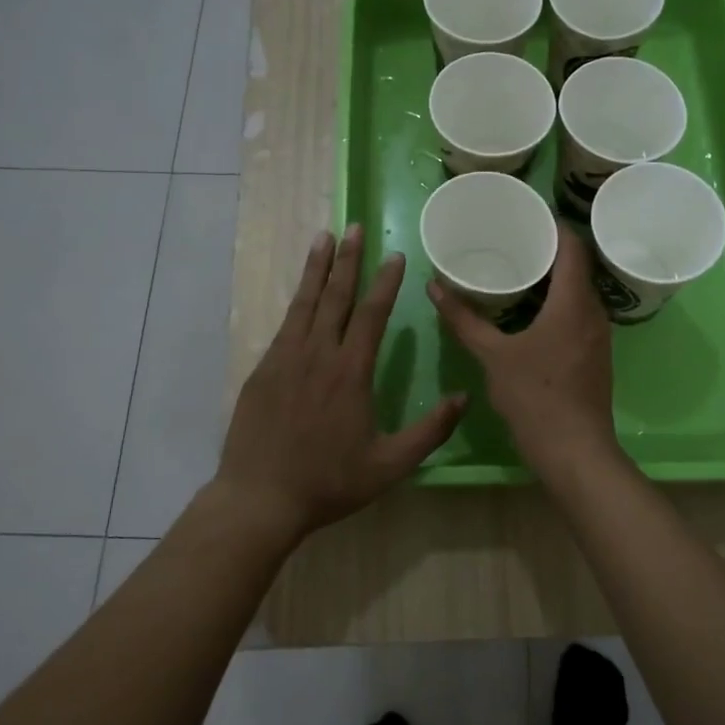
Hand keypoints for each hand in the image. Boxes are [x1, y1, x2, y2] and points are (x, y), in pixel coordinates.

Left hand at [215, 225, 467, 543]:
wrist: (260, 497)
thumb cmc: (329, 482)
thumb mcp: (389, 465)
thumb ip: (430, 431)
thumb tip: (464, 398)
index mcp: (350, 372)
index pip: (371, 314)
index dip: (385, 282)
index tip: (395, 255)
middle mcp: (317, 354)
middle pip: (336, 296)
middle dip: (349, 260)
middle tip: (356, 227)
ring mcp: (285, 359)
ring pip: (305, 302)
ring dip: (317, 268)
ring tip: (324, 237)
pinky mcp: (263, 369)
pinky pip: (285, 324)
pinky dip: (296, 299)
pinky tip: (302, 291)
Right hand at [428, 223, 620, 481]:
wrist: (575, 451)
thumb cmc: (535, 397)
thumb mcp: (492, 356)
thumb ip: (464, 320)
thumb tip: (435, 287)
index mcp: (573, 302)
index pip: (572, 246)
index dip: (553, 225)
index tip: (525, 215)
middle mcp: (594, 312)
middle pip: (577, 267)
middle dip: (547, 250)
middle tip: (511, 240)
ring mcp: (599, 336)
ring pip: (578, 293)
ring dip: (553, 279)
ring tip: (517, 270)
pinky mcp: (595, 355)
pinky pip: (578, 314)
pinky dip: (557, 304)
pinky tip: (530, 312)